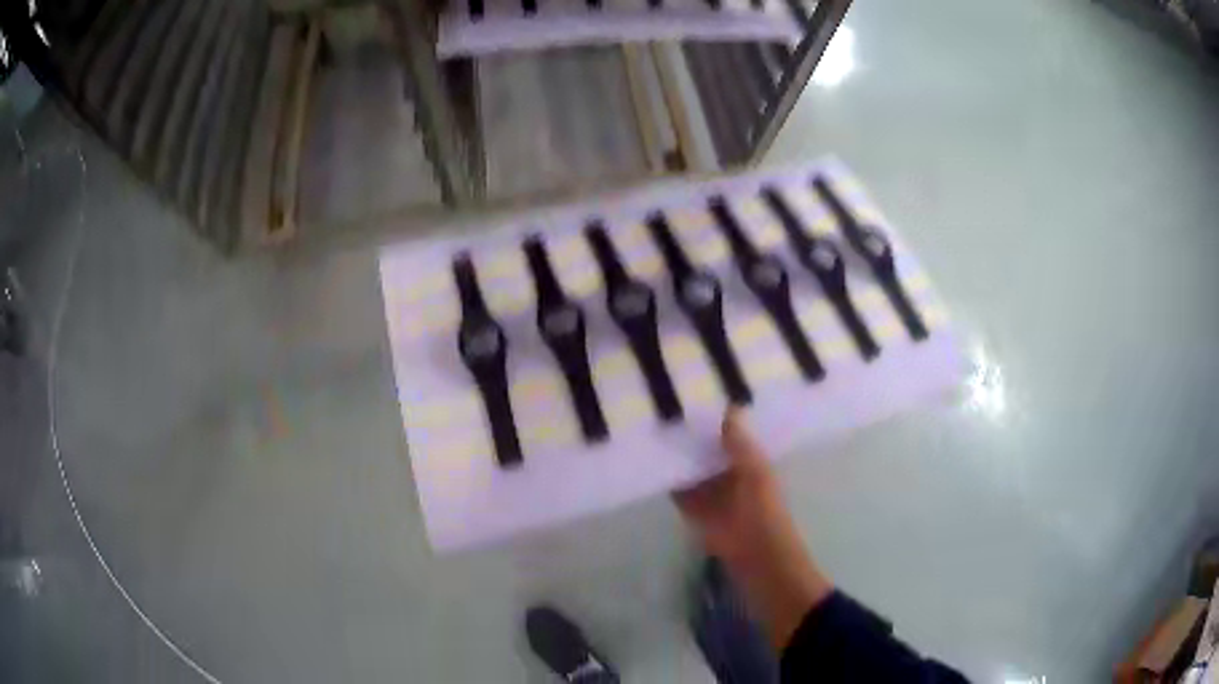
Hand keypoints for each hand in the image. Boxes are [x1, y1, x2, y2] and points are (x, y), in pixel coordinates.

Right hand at [673, 407, 832, 649]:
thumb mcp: (755, 473)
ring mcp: (712, 495)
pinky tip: (649, 464)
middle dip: (694, 437)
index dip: (718, 420)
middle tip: (667, 408)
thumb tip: (730, 406)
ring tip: (653, 429)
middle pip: (709, 452)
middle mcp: (731, 476)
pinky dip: (668, 481)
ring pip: (692, 470)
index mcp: (751, 464)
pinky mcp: (695, 513)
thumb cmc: (763, 513)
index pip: (732, 435)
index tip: (697, 396)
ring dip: (679, 458)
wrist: (759, 560)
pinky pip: (679, 492)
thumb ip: (740, 444)